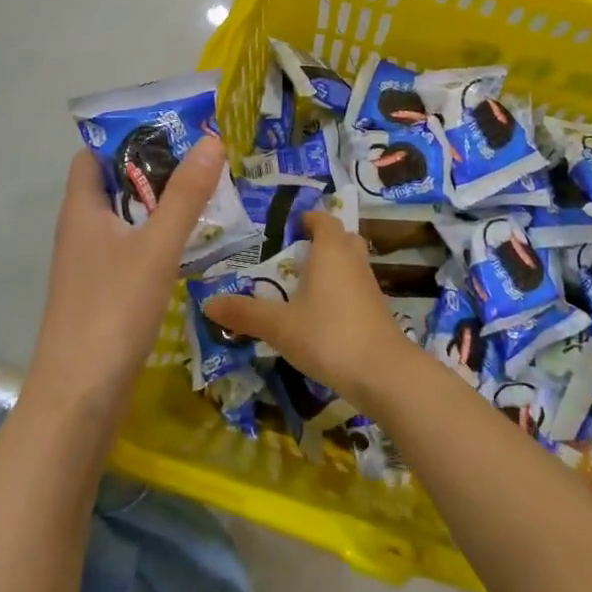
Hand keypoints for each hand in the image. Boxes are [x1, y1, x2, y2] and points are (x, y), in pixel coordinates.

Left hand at [27, 137, 225, 425]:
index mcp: (82, 209)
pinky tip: (193, 244)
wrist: (79, 400)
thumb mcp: (155, 247)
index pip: (94, 155)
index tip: (172, 128)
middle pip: (117, 185)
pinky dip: (160, 239)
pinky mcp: (105, 293)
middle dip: (156, 169)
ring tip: (209, 193)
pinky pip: (134, 250)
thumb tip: (211, 140)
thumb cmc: (111, 311)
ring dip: (162, 205)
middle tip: (204, 157)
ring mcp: (92, 265)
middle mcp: (82, 230)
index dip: (127, 137)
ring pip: (129, 220)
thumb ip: (185, 195)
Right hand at [199, 210, 407, 410]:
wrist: (383, 372)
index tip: (288, 227)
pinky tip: (321, 314)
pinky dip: (340, 292)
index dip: (307, 219)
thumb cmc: (328, 335)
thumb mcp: (279, 326)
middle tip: (292, 255)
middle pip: (340, 238)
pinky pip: (355, 287)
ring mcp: (369, 285)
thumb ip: (245, 313)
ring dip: (331, 268)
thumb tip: (207, 303)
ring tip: (302, 285)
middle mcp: (353, 259)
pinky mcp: (377, 310)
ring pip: (350, 263)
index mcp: (331, 250)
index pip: (323, 219)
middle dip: (320, 241)